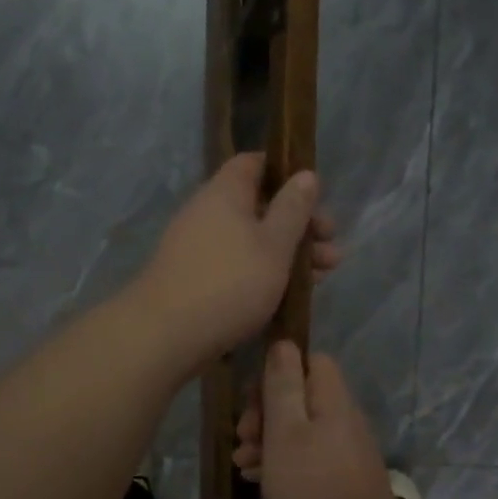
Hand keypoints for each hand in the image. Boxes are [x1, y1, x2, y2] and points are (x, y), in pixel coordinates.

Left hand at [132, 153, 338, 366]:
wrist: (165, 334)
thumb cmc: (230, 282)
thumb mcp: (274, 244)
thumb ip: (293, 209)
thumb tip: (305, 174)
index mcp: (224, 193)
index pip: (254, 164)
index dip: (286, 174)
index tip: (315, 197)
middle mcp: (206, 213)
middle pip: (259, 207)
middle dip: (299, 226)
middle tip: (332, 249)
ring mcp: (197, 248)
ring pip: (250, 241)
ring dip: (287, 254)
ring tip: (322, 278)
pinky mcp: (194, 279)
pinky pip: (235, 266)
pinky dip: (262, 274)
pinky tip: (287, 296)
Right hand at [233, 341, 401, 498]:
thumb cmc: (311, 488)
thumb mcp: (285, 432)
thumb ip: (283, 386)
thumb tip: (284, 343)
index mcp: (333, 401)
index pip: (311, 362)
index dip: (279, 372)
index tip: (253, 401)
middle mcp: (342, 421)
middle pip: (301, 398)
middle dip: (265, 413)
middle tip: (242, 438)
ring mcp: (344, 452)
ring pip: (300, 431)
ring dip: (268, 441)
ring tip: (243, 465)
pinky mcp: (340, 481)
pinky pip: (306, 458)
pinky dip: (281, 463)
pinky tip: (258, 481)